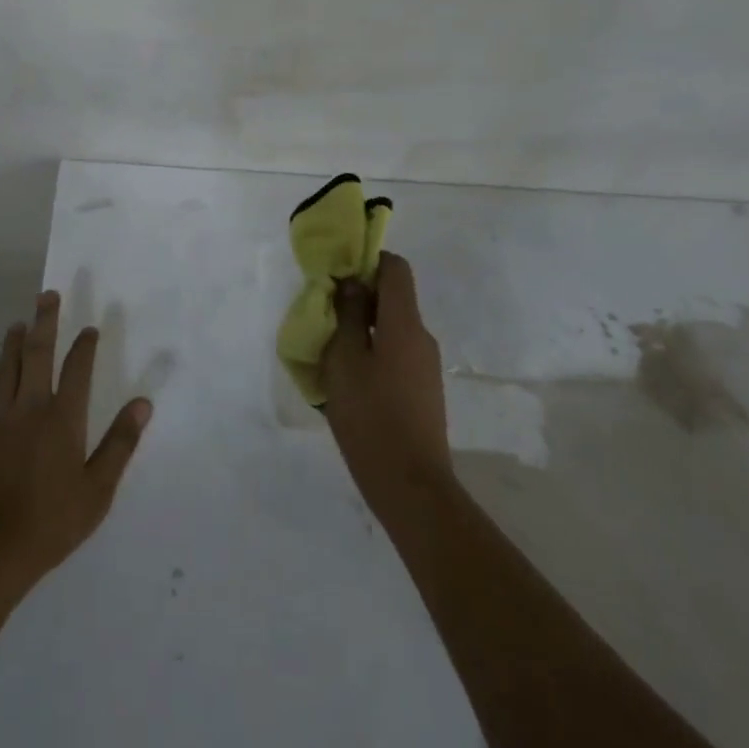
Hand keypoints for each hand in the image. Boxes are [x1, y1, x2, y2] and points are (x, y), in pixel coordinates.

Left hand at [0, 291, 151, 598]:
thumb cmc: (51, 522)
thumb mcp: (98, 489)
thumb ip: (120, 443)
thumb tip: (143, 403)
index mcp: (63, 419)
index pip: (77, 370)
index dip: (84, 346)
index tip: (90, 328)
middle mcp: (31, 408)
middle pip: (38, 355)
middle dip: (45, 322)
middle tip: (48, 295)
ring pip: (6, 369)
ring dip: (12, 343)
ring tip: (18, 323)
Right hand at [321, 253, 452, 518]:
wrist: (411, 487)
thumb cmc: (371, 416)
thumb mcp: (344, 360)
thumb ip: (346, 315)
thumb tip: (351, 283)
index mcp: (404, 323)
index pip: (395, 268)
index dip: (367, 260)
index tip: (337, 272)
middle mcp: (421, 338)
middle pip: (393, 298)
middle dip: (358, 296)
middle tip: (323, 311)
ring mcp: (425, 366)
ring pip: (391, 328)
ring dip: (362, 327)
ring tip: (329, 348)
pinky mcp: (422, 391)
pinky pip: (395, 354)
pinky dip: (371, 352)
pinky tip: (348, 379)